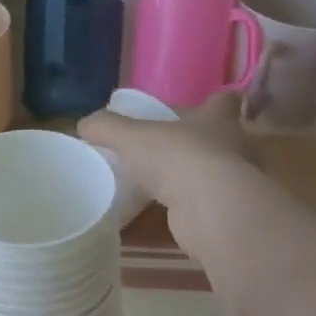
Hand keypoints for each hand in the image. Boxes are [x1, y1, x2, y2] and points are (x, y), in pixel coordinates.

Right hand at [79, 91, 264, 264]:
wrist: (208, 210)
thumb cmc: (175, 156)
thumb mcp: (130, 136)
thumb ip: (106, 128)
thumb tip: (84, 125)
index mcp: (215, 120)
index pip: (224, 102)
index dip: (217, 101)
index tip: (206, 102)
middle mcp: (231, 148)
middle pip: (222, 139)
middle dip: (201, 141)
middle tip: (172, 144)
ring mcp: (231, 183)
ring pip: (213, 173)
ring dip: (194, 176)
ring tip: (162, 179)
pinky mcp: (223, 214)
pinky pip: (202, 206)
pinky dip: (184, 208)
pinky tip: (161, 211)